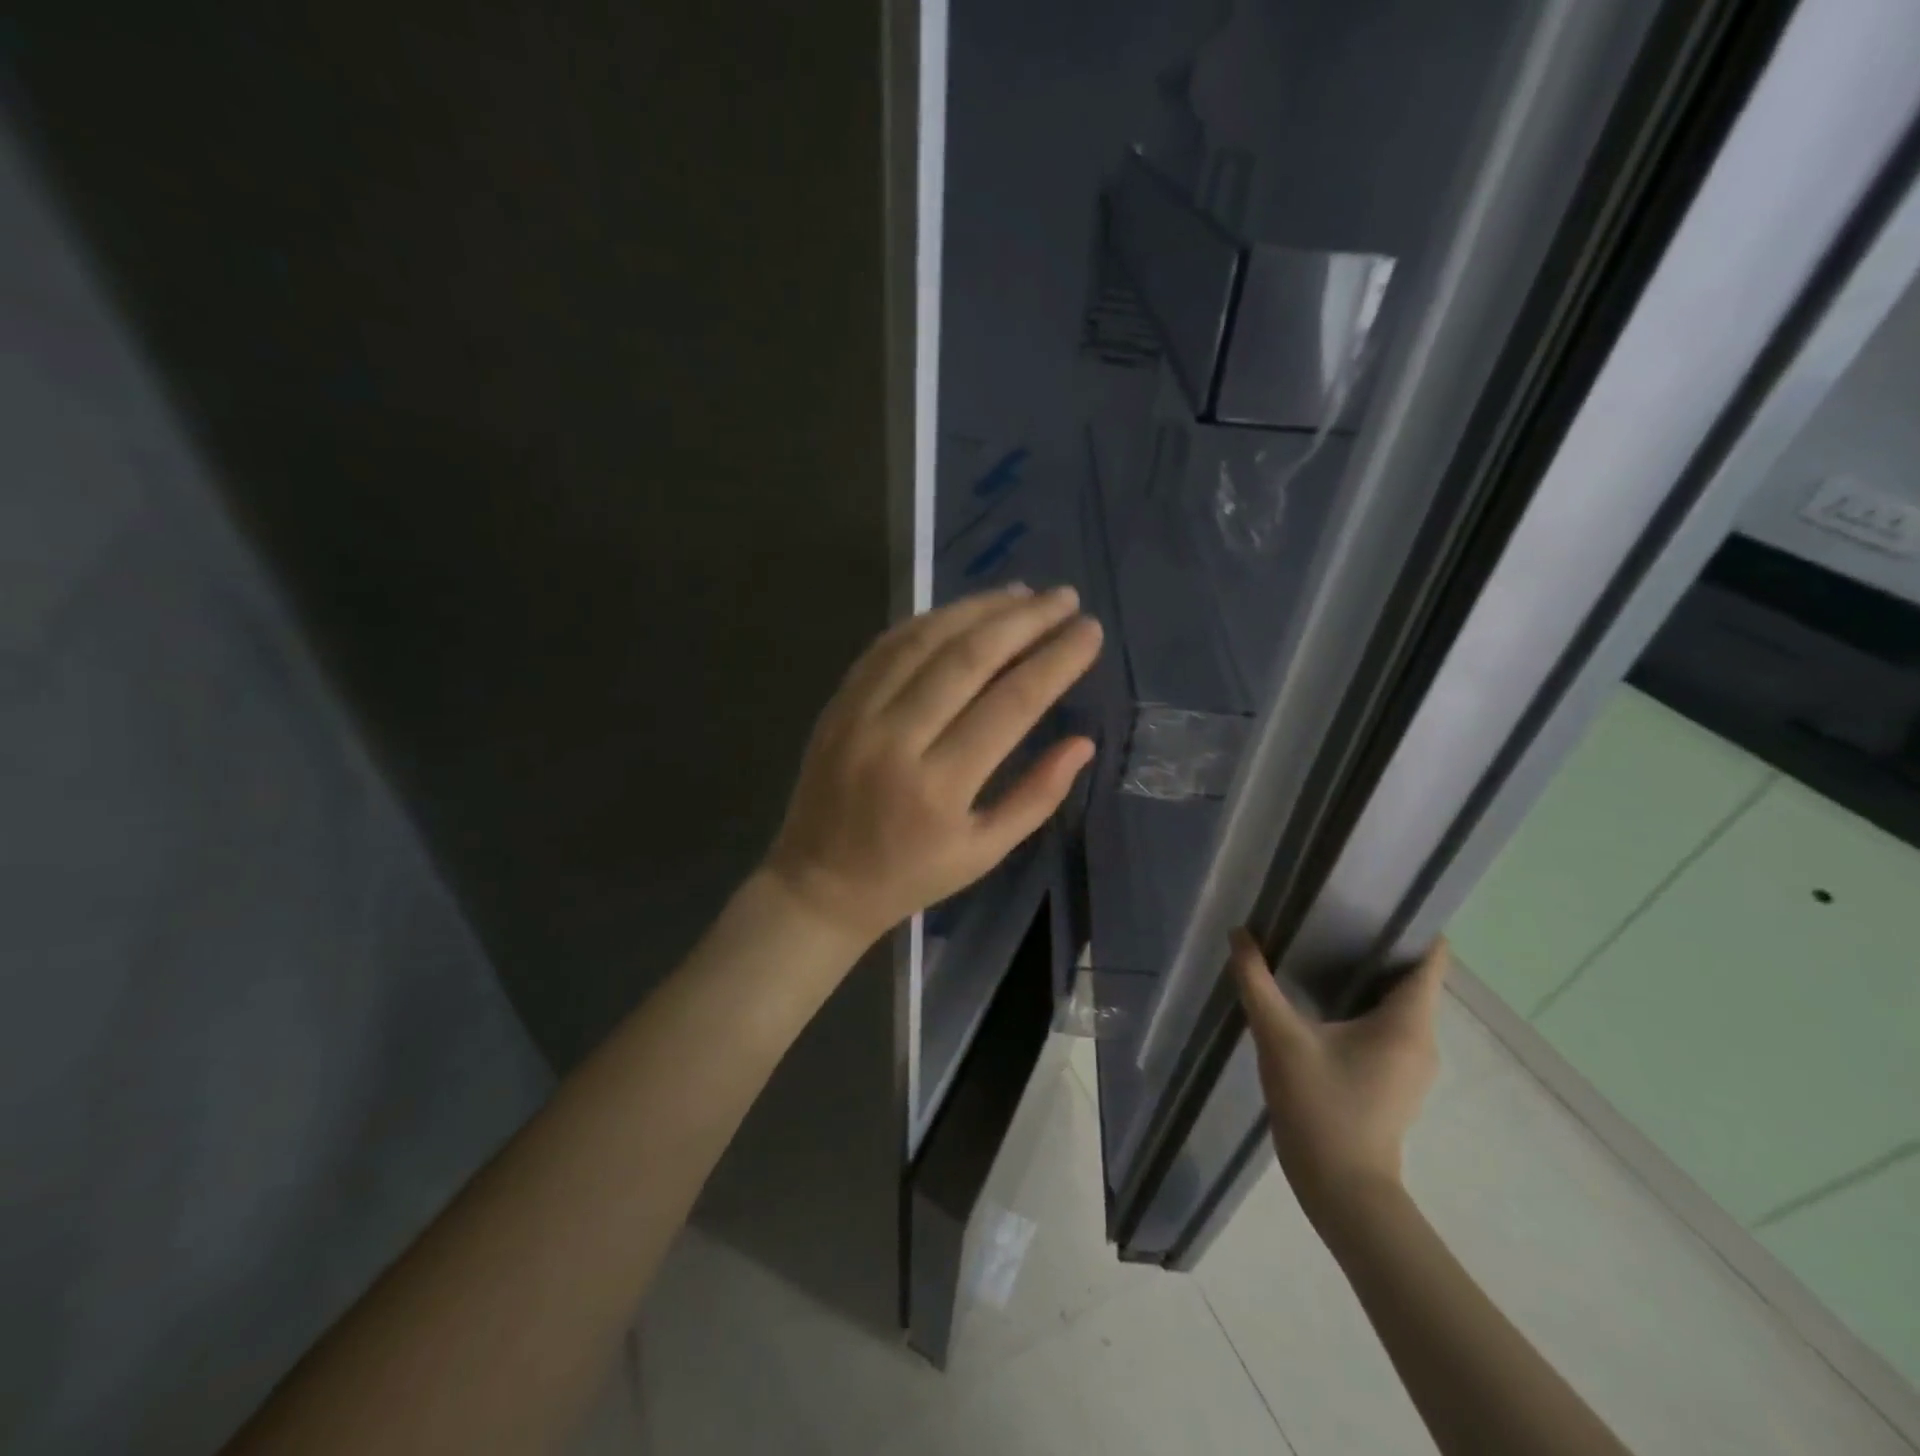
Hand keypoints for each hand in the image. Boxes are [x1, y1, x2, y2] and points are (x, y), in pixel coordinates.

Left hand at [763, 584, 1100, 947]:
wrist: (818, 883)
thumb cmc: (911, 875)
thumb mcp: (983, 853)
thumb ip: (1036, 796)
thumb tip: (1083, 742)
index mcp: (941, 787)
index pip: (1012, 703)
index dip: (1056, 660)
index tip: (1090, 631)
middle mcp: (897, 740)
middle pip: (969, 658)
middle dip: (1025, 620)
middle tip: (1065, 597)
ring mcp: (860, 715)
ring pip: (925, 640)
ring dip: (978, 608)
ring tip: (1023, 593)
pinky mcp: (838, 703)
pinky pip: (887, 646)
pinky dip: (929, 621)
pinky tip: (963, 610)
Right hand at [1230, 931, 1448, 1218]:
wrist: (1343, 1192)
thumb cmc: (1321, 1108)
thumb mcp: (1279, 1039)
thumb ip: (1257, 982)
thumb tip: (1240, 935)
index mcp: (1408, 1023)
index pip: (1430, 958)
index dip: (1411, 923)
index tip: (1374, 896)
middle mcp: (1422, 1039)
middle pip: (1412, 977)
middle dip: (1377, 944)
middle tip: (1333, 914)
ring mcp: (1412, 1064)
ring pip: (1399, 1004)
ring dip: (1368, 976)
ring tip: (1323, 948)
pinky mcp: (1395, 1081)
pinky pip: (1388, 1026)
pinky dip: (1364, 1005)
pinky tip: (1323, 1001)